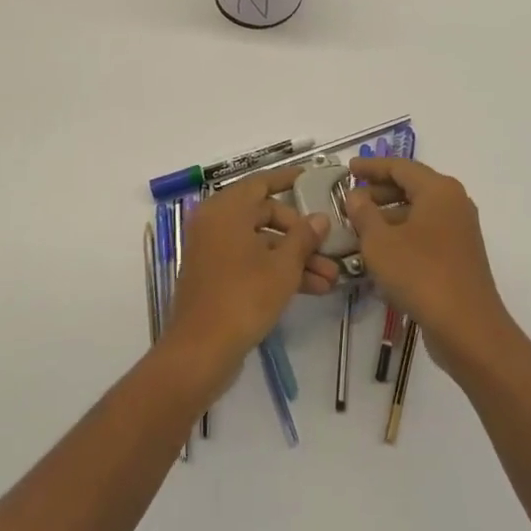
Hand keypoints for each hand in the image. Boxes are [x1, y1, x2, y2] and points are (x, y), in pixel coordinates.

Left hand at [162, 165, 331, 380]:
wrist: (200, 352)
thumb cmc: (243, 297)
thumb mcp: (283, 266)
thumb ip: (304, 237)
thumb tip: (320, 218)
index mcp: (226, 209)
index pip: (262, 183)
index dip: (288, 180)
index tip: (311, 178)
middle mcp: (215, 223)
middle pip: (265, 216)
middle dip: (300, 235)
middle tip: (328, 248)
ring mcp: (213, 251)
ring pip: (261, 244)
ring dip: (294, 258)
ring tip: (330, 278)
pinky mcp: (215, 277)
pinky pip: (250, 262)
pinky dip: (276, 270)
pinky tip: (311, 288)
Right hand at [345, 157, 517, 381]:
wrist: (467, 328)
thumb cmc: (420, 275)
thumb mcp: (380, 242)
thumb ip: (363, 213)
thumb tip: (355, 195)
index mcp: (438, 189)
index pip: (399, 166)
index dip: (371, 167)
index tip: (347, 169)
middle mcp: (454, 203)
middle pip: (411, 187)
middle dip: (378, 192)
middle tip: (350, 201)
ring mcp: (460, 230)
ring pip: (418, 212)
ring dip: (388, 216)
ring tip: (359, 228)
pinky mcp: (460, 255)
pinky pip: (426, 233)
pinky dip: (403, 234)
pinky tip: (381, 253)